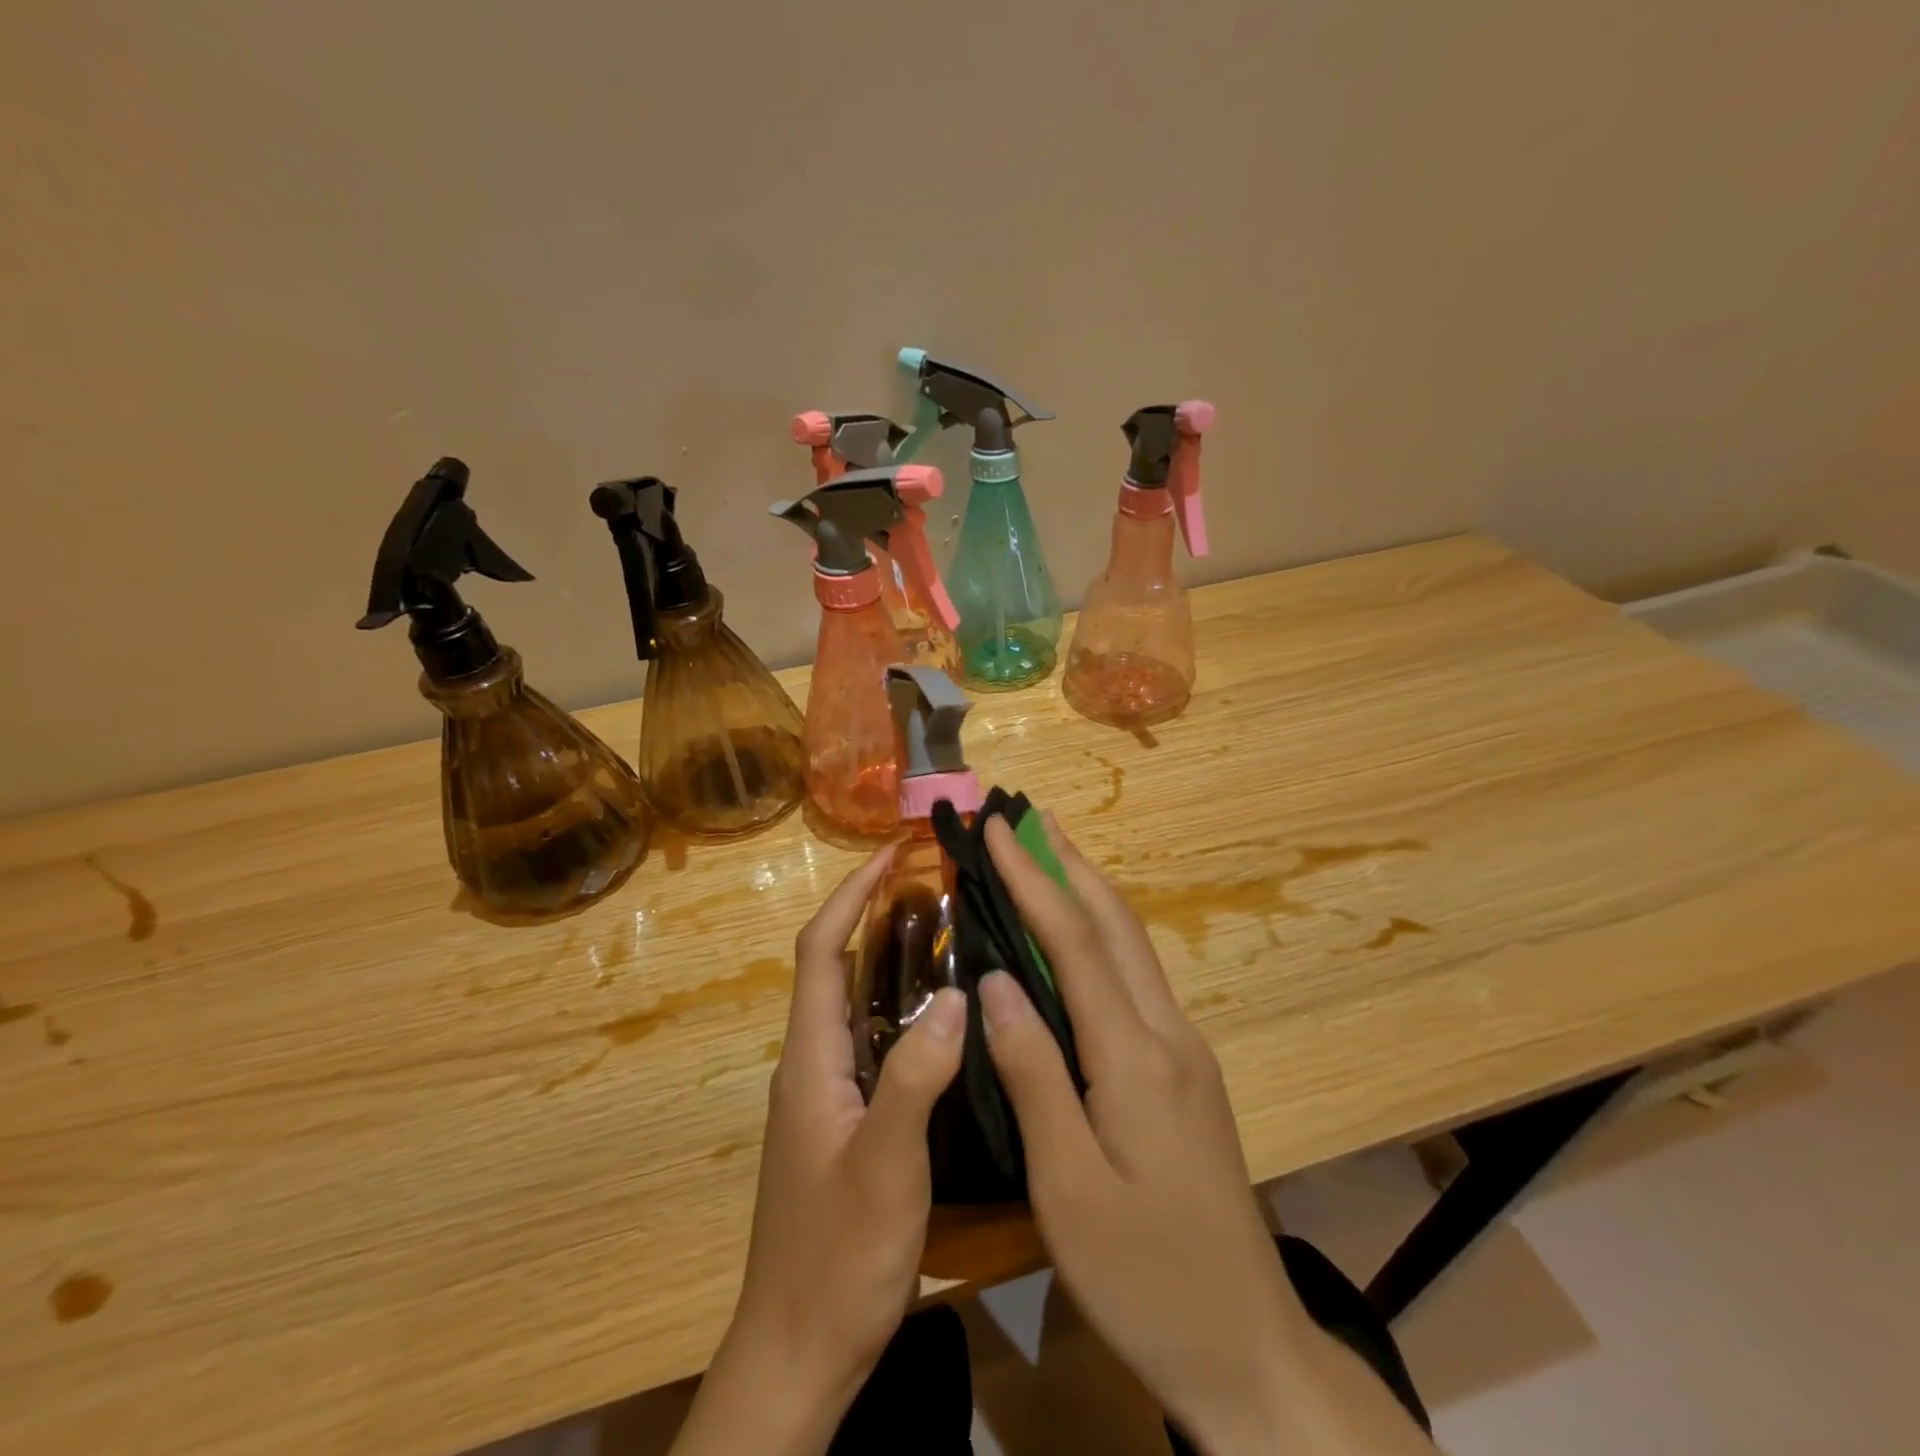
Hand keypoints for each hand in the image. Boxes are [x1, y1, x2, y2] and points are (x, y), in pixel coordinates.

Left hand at [671, 846, 966, 1455]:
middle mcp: (812, 1064)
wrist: (798, 1353)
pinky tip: (944, 1017)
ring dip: (890, 959)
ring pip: (856, 1004)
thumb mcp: (887, 1165)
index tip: (891, 853)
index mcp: (810, 1059)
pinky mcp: (845, 1121)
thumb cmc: (838, 1257)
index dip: (851, 895)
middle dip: (873, 914)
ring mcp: (827, 1094)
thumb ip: (917, 1077)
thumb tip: (956, 993)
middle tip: (932, 883)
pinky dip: (901, 1009)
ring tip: (946, 931)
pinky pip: (872, 1042)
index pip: (820, 951)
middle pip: (835, 967)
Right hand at [978, 815, 1430, 1454]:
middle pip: (1116, 925)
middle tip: (1027, 817)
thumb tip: (995, 981)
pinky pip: (1135, 980)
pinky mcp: (1186, 1073)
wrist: (1247, 1349)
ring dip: (1088, 892)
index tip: (998, 829)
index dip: (1033, 879)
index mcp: (1136, 1057)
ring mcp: (1184, 1051)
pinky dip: (1099, 936)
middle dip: (1068, 863)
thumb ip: (1033, 1074)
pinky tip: (1076, 940)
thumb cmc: (1145, 1277)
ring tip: (1047, 854)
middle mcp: (1167, 1035)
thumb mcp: (1069, 1187)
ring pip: (1132, 947)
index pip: (1075, 942)